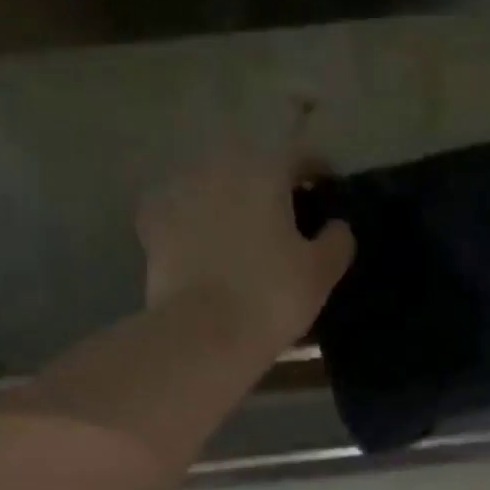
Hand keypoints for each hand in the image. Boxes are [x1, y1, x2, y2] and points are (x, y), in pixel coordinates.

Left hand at [138, 141, 353, 351]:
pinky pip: (178, 213)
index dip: (317, 171)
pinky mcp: (151, 223)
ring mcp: (178, 192)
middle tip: (282, 217)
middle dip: (267, 187)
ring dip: (226, 201)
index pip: (299, 156)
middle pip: (250, 168)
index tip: (326, 189)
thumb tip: (337, 226)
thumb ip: (337, 241)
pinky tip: (199, 245)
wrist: (203, 333)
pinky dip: (190, 223)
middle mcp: (218, 166)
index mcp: (264, 169)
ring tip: (239, 234)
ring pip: (211, 186)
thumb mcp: (321, 273)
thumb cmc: (271, 297)